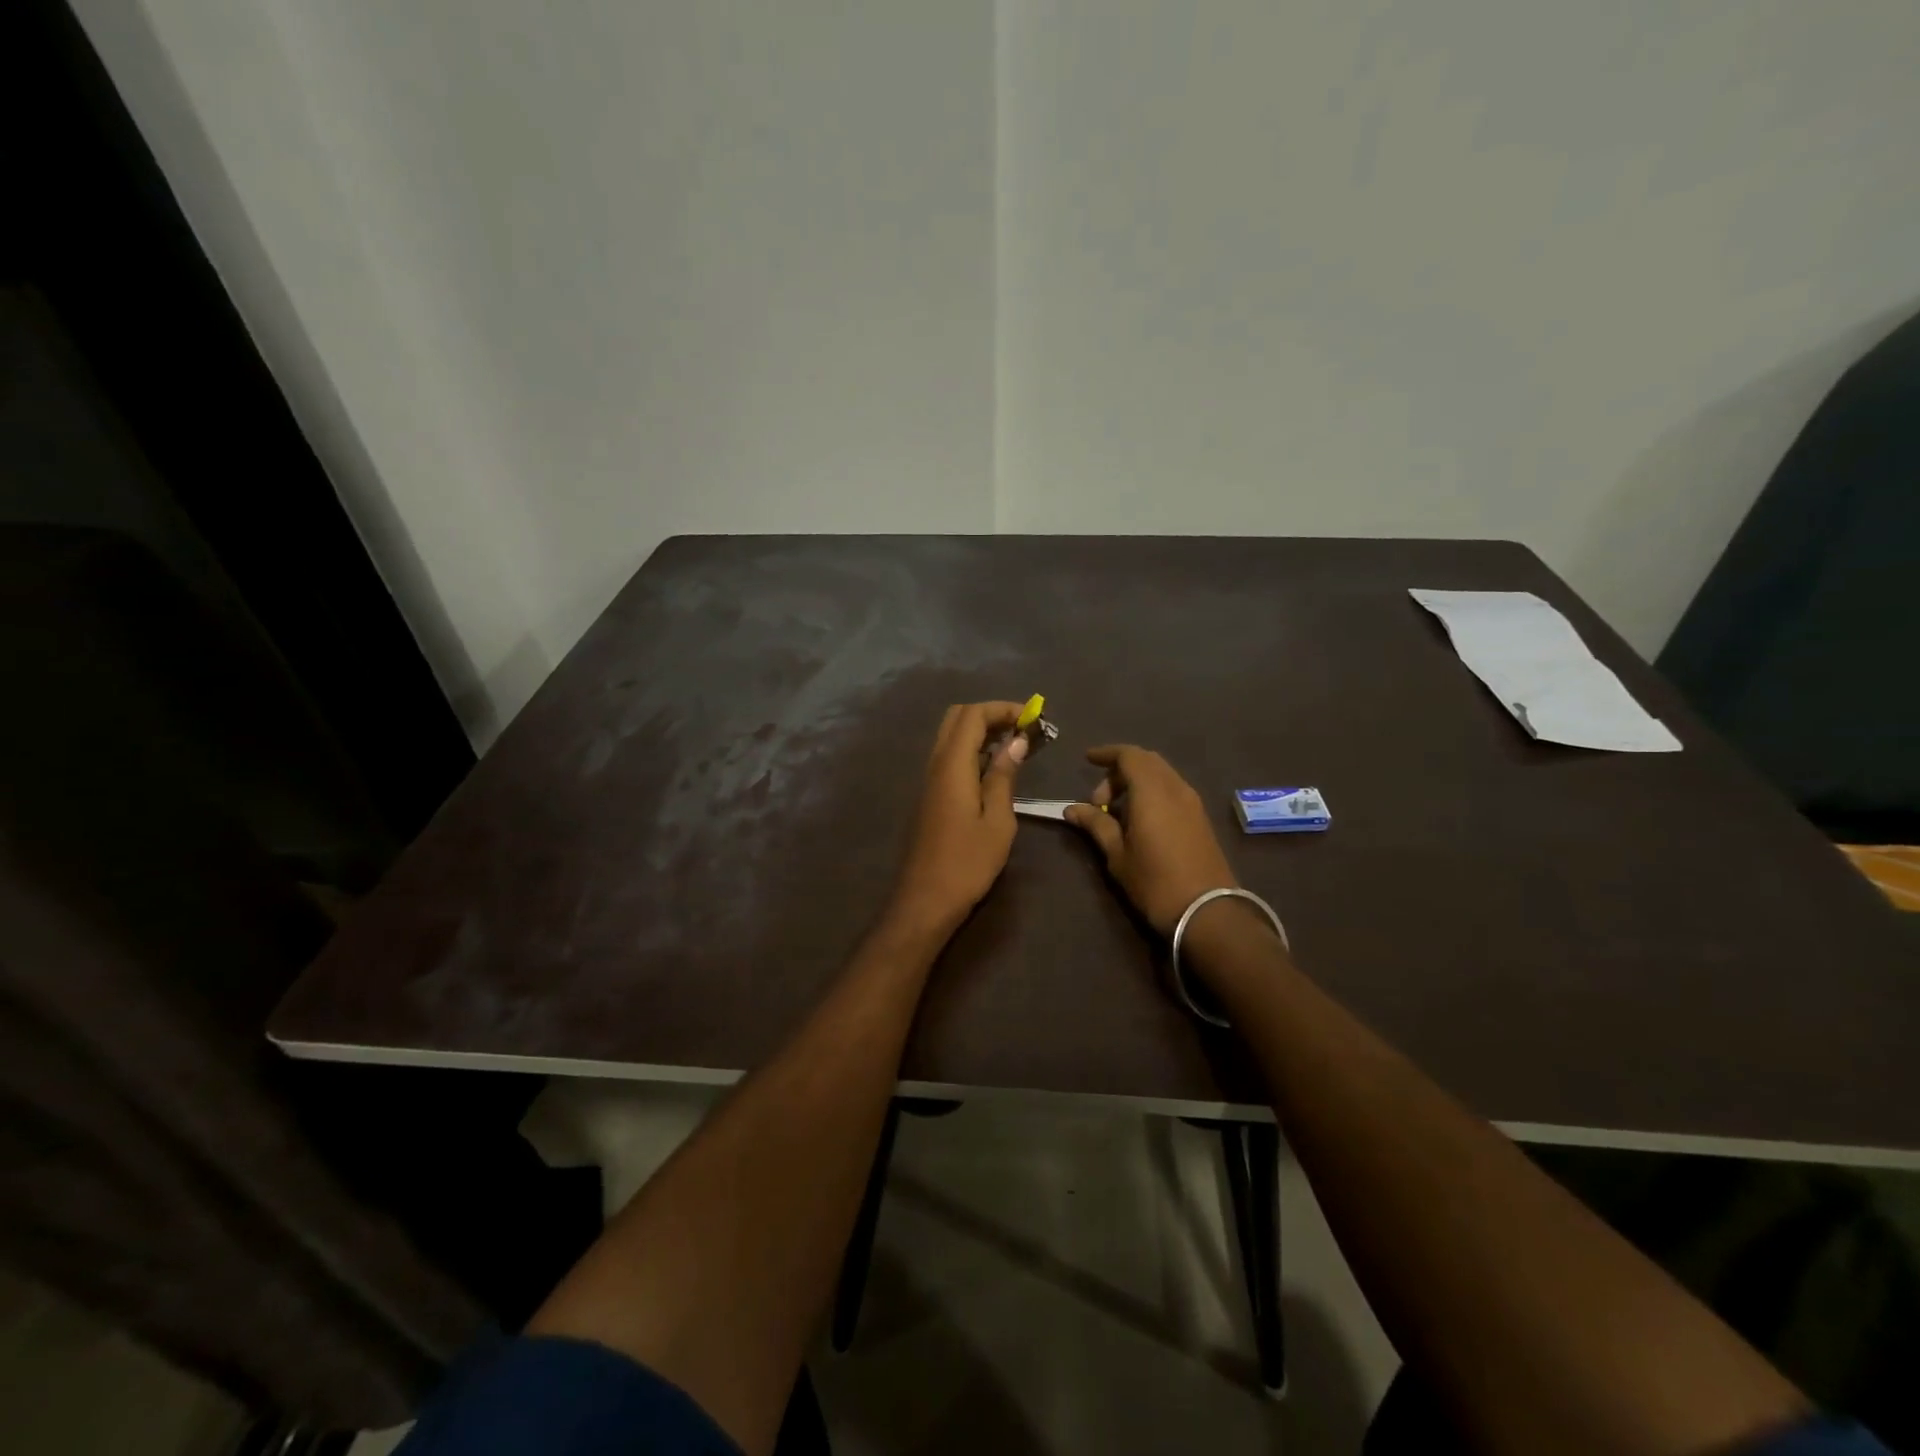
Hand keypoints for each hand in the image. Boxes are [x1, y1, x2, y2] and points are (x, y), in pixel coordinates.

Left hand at [885, 702, 1028, 938]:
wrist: (925, 899)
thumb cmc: (967, 862)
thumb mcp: (997, 820)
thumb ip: (1004, 776)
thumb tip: (1016, 741)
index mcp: (952, 765)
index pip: (973, 715)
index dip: (1003, 708)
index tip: (1034, 717)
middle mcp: (935, 764)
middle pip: (957, 718)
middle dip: (991, 714)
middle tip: (1023, 729)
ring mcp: (929, 779)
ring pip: (951, 737)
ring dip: (981, 732)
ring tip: (1015, 746)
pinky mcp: (930, 795)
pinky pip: (949, 757)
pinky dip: (972, 750)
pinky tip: (995, 769)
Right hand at [1064, 746, 1238, 935]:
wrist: (1207, 911)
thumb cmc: (1155, 882)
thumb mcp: (1118, 855)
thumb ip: (1096, 824)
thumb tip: (1072, 808)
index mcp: (1152, 791)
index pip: (1128, 755)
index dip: (1106, 753)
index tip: (1087, 760)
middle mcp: (1175, 788)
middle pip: (1146, 761)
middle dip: (1119, 770)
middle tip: (1099, 799)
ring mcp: (1192, 802)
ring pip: (1161, 774)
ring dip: (1136, 782)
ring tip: (1116, 812)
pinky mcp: (1200, 817)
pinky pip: (1172, 789)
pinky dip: (1152, 792)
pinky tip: (1140, 819)